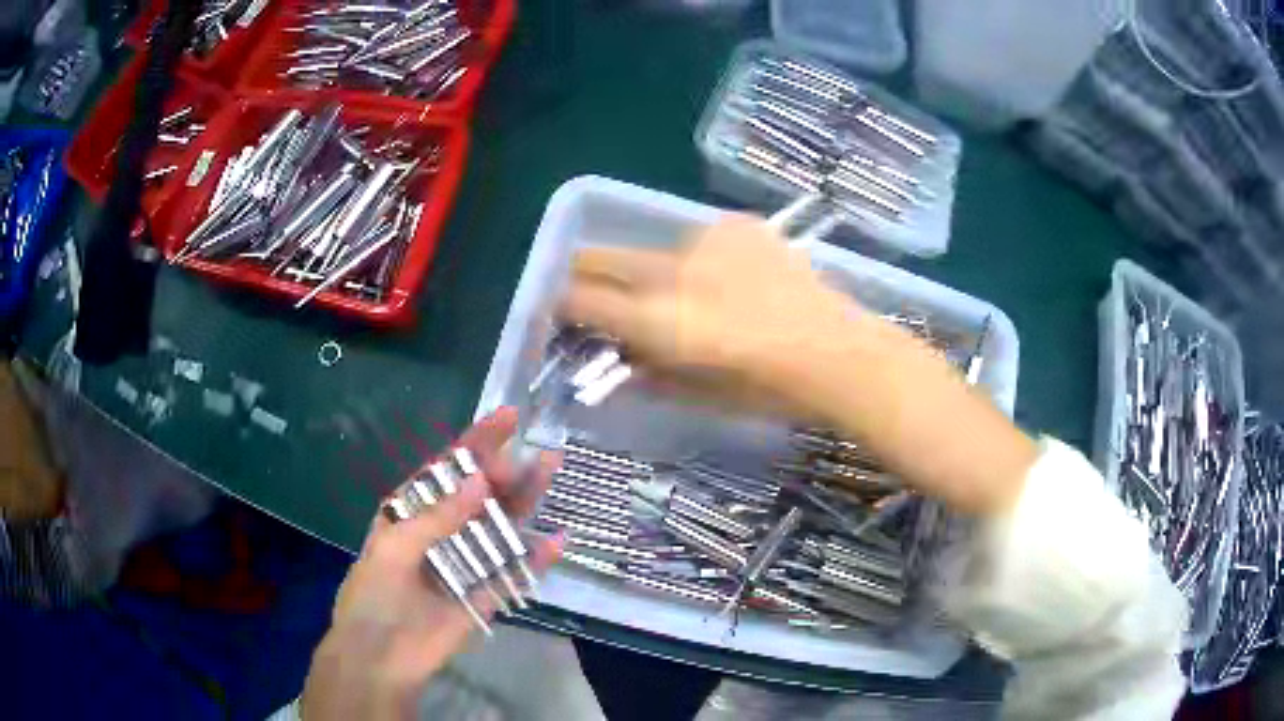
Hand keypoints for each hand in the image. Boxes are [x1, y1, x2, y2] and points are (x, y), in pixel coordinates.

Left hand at [301, 408, 560, 720]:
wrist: (380, 659)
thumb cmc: (374, 596)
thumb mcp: (394, 550)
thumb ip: (437, 518)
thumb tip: (480, 481)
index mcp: (411, 513)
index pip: (446, 470)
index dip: (475, 443)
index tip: (508, 417)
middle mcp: (441, 532)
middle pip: (478, 495)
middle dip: (506, 471)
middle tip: (537, 454)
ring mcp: (464, 563)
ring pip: (499, 527)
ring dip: (525, 503)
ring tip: (551, 474)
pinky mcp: (483, 595)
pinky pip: (511, 573)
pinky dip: (534, 558)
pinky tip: (557, 540)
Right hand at [561, 216, 868, 417]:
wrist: (837, 350)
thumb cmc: (768, 389)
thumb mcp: (698, 393)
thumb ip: (649, 371)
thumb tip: (624, 357)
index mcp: (656, 319)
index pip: (579, 299)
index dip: (561, 305)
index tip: (563, 313)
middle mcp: (669, 270)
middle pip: (600, 257)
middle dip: (585, 273)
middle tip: (592, 289)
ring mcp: (705, 241)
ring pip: (654, 248)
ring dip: (653, 269)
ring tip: (686, 292)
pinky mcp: (737, 225)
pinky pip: (700, 239)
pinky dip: (700, 259)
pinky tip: (729, 279)